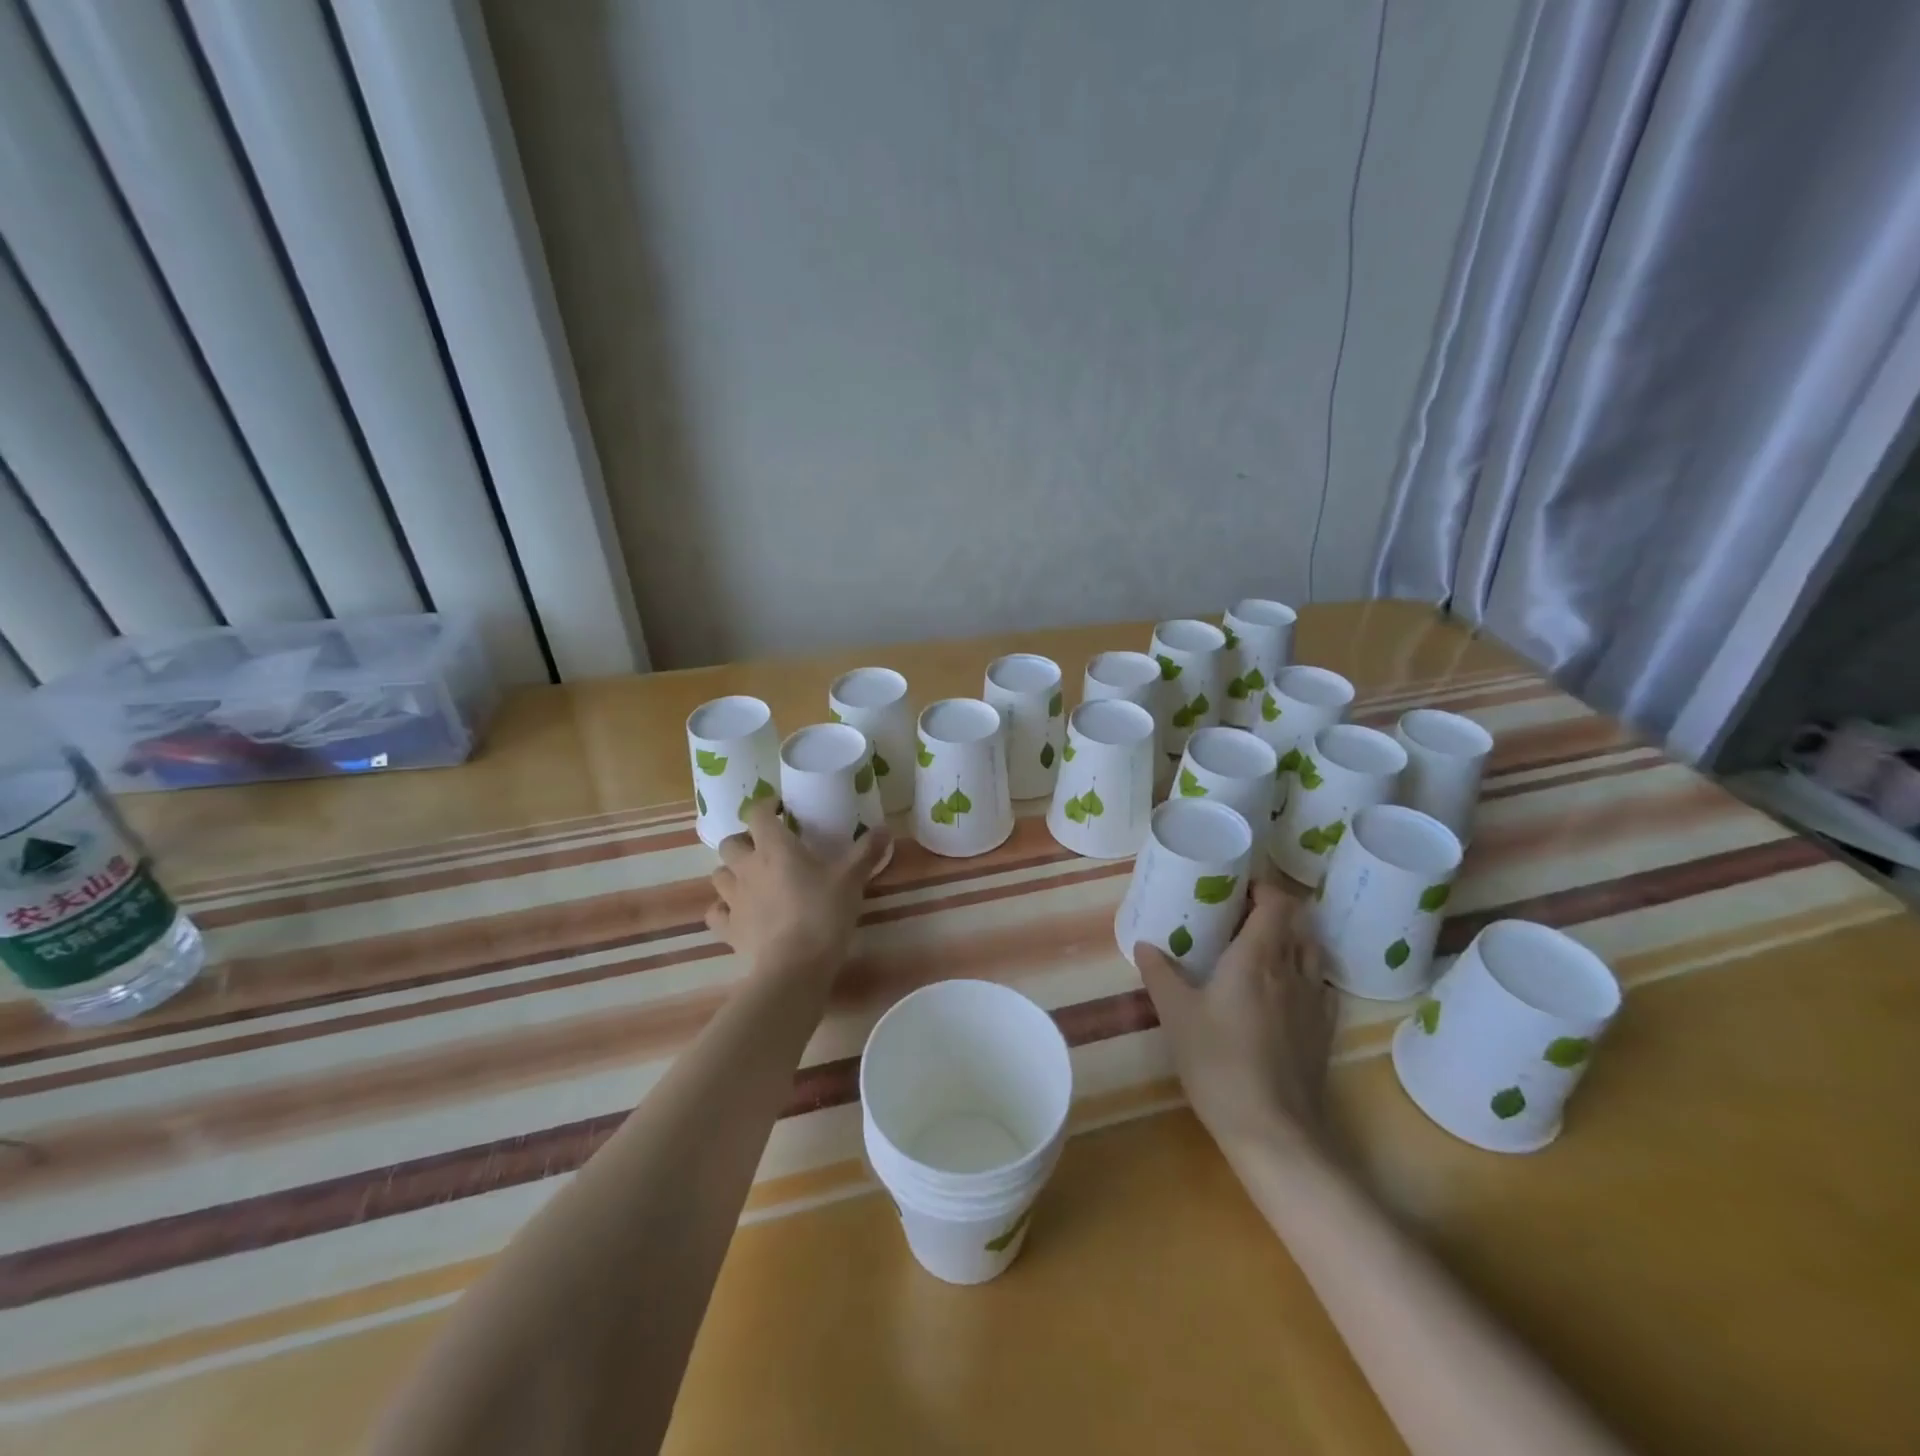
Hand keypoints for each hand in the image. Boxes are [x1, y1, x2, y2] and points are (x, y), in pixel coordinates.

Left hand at [708, 801, 890, 975]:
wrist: (795, 966)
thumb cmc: (823, 913)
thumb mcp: (851, 879)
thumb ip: (866, 851)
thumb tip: (885, 828)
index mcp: (774, 847)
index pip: (757, 813)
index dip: (766, 806)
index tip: (781, 810)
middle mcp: (747, 867)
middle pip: (730, 843)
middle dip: (744, 841)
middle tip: (766, 849)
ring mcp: (733, 899)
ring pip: (719, 875)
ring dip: (732, 872)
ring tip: (752, 880)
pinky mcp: (728, 929)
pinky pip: (716, 913)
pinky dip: (723, 910)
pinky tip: (739, 914)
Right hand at [1136, 879, 1335, 1154]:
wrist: (1273, 1130)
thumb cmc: (1219, 1062)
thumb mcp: (1176, 1015)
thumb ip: (1160, 974)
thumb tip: (1145, 944)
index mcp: (1258, 957)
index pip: (1278, 903)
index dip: (1262, 888)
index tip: (1235, 889)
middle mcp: (1293, 970)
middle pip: (1297, 923)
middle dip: (1272, 911)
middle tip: (1237, 917)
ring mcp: (1314, 1002)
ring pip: (1311, 953)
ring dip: (1290, 940)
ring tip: (1259, 949)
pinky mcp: (1322, 1032)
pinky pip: (1319, 985)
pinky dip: (1303, 973)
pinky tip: (1281, 991)